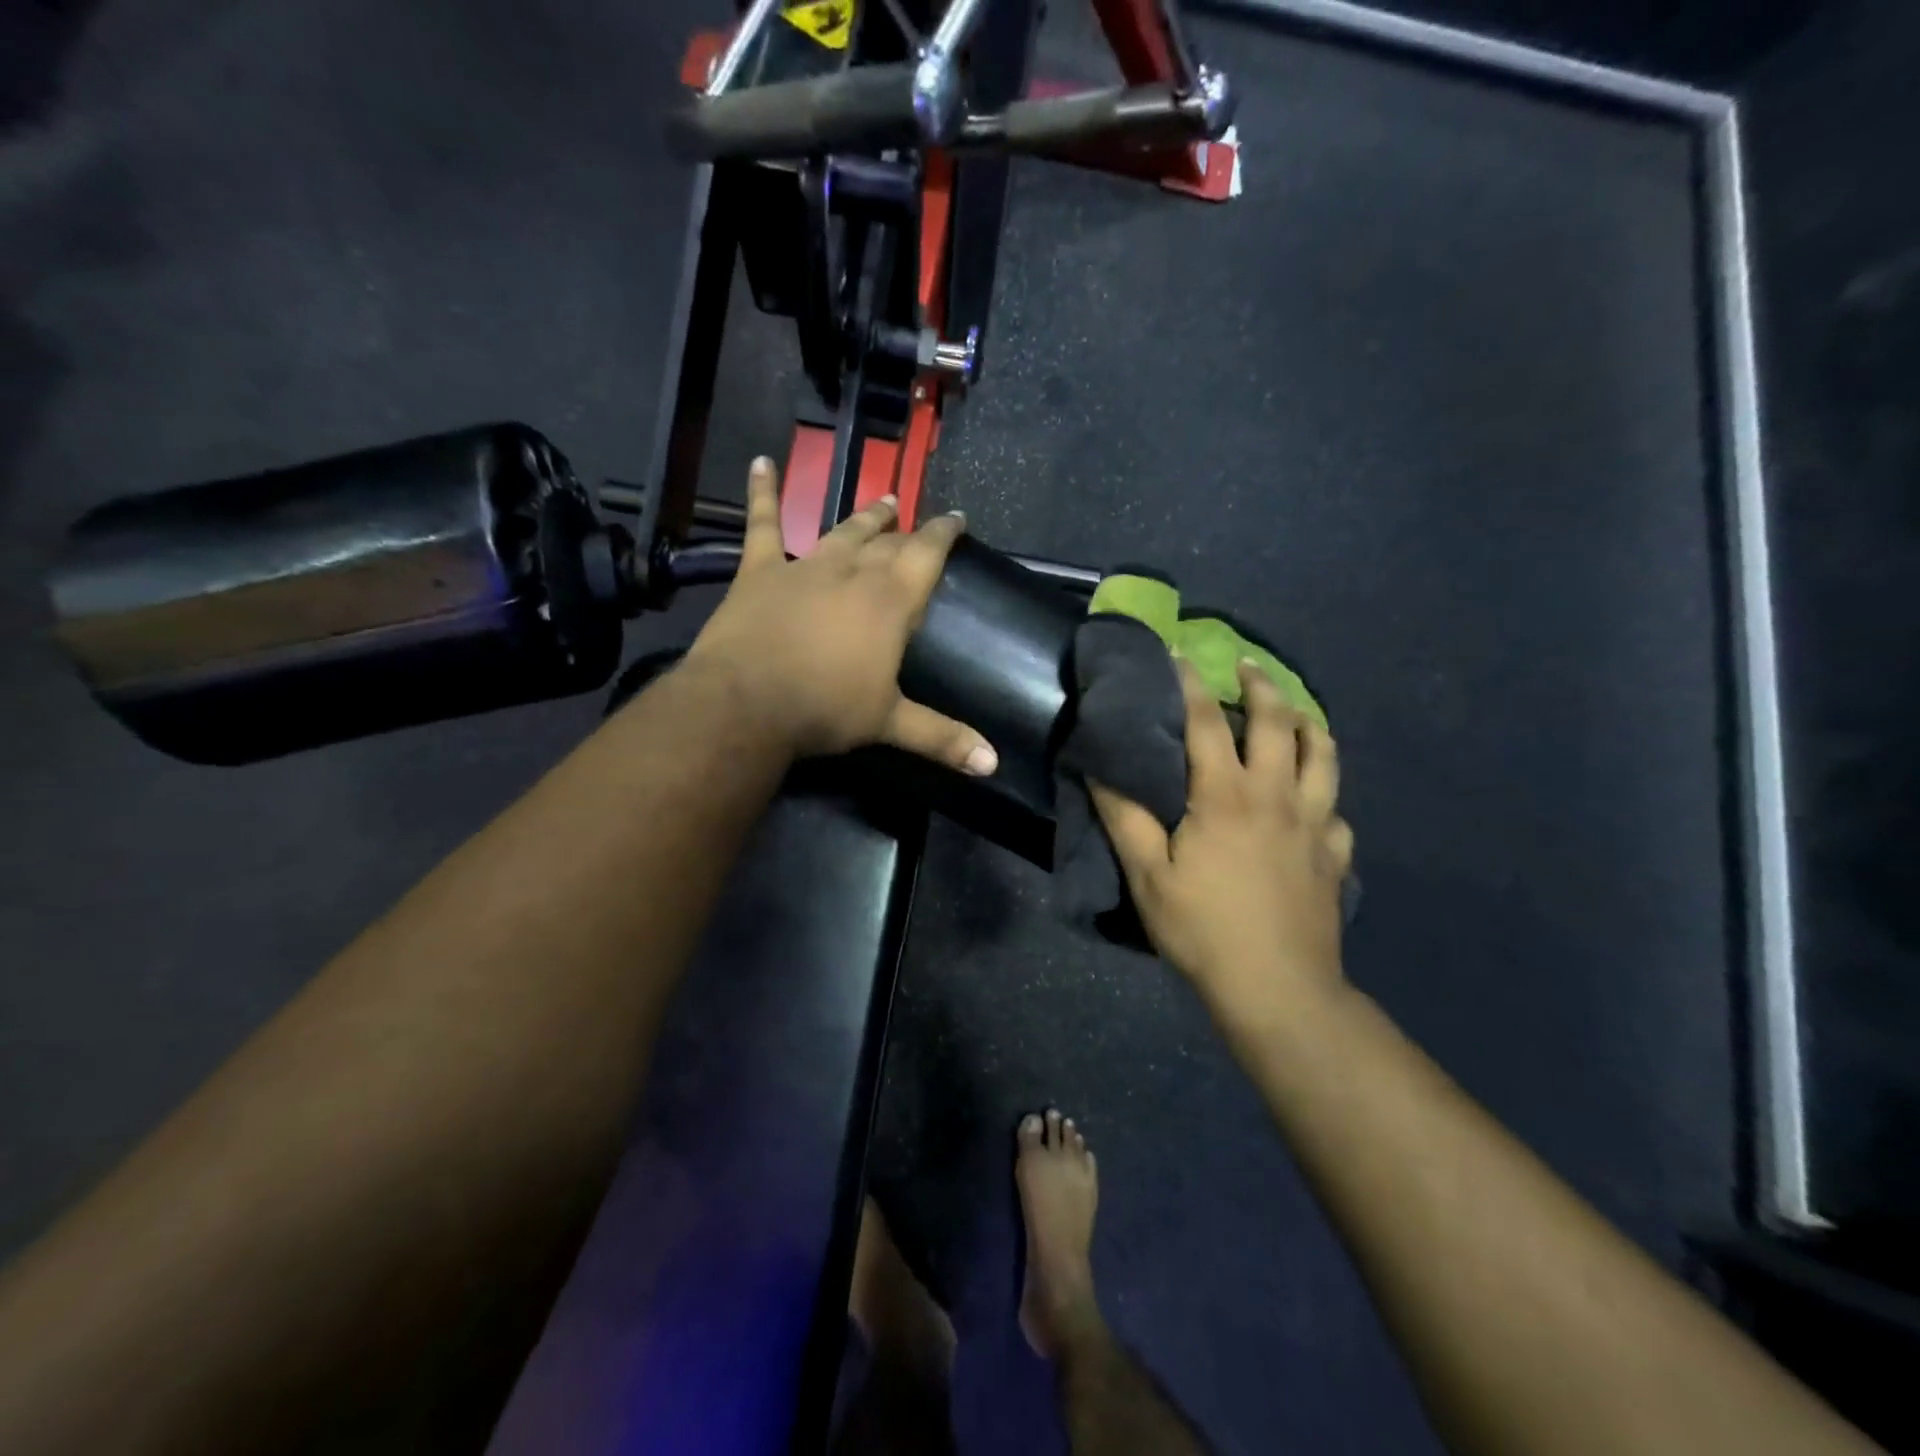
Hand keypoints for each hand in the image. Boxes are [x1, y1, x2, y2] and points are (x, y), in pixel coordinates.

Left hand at [683, 457, 998, 772]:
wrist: (747, 703)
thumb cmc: (826, 709)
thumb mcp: (889, 723)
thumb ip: (943, 738)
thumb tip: (993, 765)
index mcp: (890, 601)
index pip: (927, 555)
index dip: (944, 533)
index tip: (957, 518)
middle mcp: (852, 572)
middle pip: (886, 542)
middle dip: (905, 530)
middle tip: (915, 519)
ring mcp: (804, 566)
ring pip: (841, 531)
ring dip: (863, 517)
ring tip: (881, 501)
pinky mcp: (760, 571)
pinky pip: (762, 525)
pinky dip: (762, 492)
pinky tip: (761, 462)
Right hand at [1092, 659, 1353, 1024]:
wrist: (1278, 989)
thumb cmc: (1203, 928)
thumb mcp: (1147, 875)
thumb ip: (1124, 818)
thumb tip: (1099, 770)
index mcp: (1226, 795)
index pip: (1207, 722)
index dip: (1190, 684)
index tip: (1179, 656)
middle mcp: (1276, 796)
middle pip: (1278, 724)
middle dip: (1262, 686)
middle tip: (1246, 667)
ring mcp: (1314, 824)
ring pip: (1323, 756)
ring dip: (1308, 725)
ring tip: (1296, 715)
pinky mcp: (1335, 856)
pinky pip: (1336, 810)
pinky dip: (1324, 793)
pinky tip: (1313, 801)